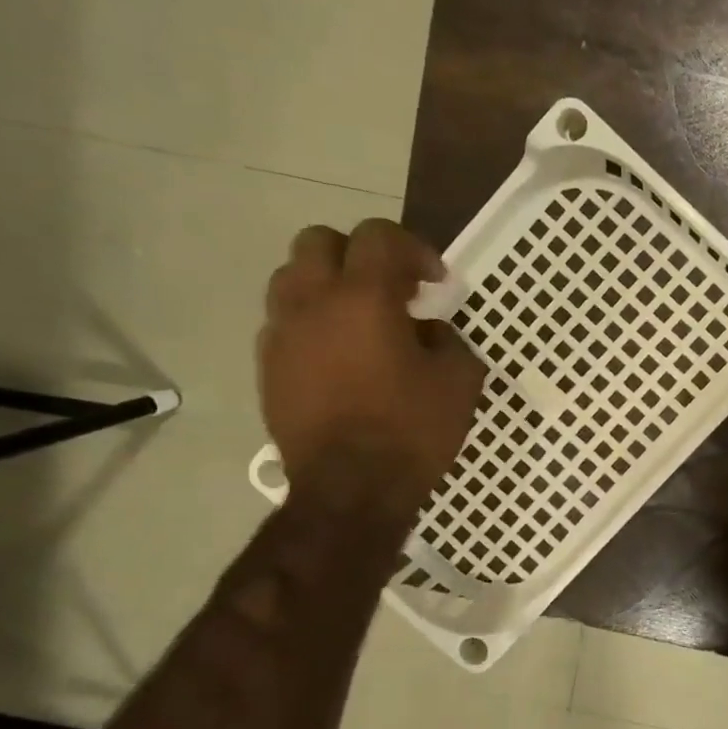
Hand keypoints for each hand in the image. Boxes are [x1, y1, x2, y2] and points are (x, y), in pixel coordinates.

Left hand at [260, 220, 485, 510]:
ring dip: (329, 285)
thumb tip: (427, 329)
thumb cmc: (413, 430)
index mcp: (363, 298)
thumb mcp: (459, 379)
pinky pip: (285, 321)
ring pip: (291, 278)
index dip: (413, 250)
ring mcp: (281, 334)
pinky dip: (313, 322)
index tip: (435, 284)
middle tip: (392, 290)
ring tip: (361, 320)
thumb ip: (447, 339)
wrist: (352, 490)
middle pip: (320, 242)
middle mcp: (312, 302)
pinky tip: (341, 356)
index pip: (379, 237)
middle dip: (360, 254)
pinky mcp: (268, 366)